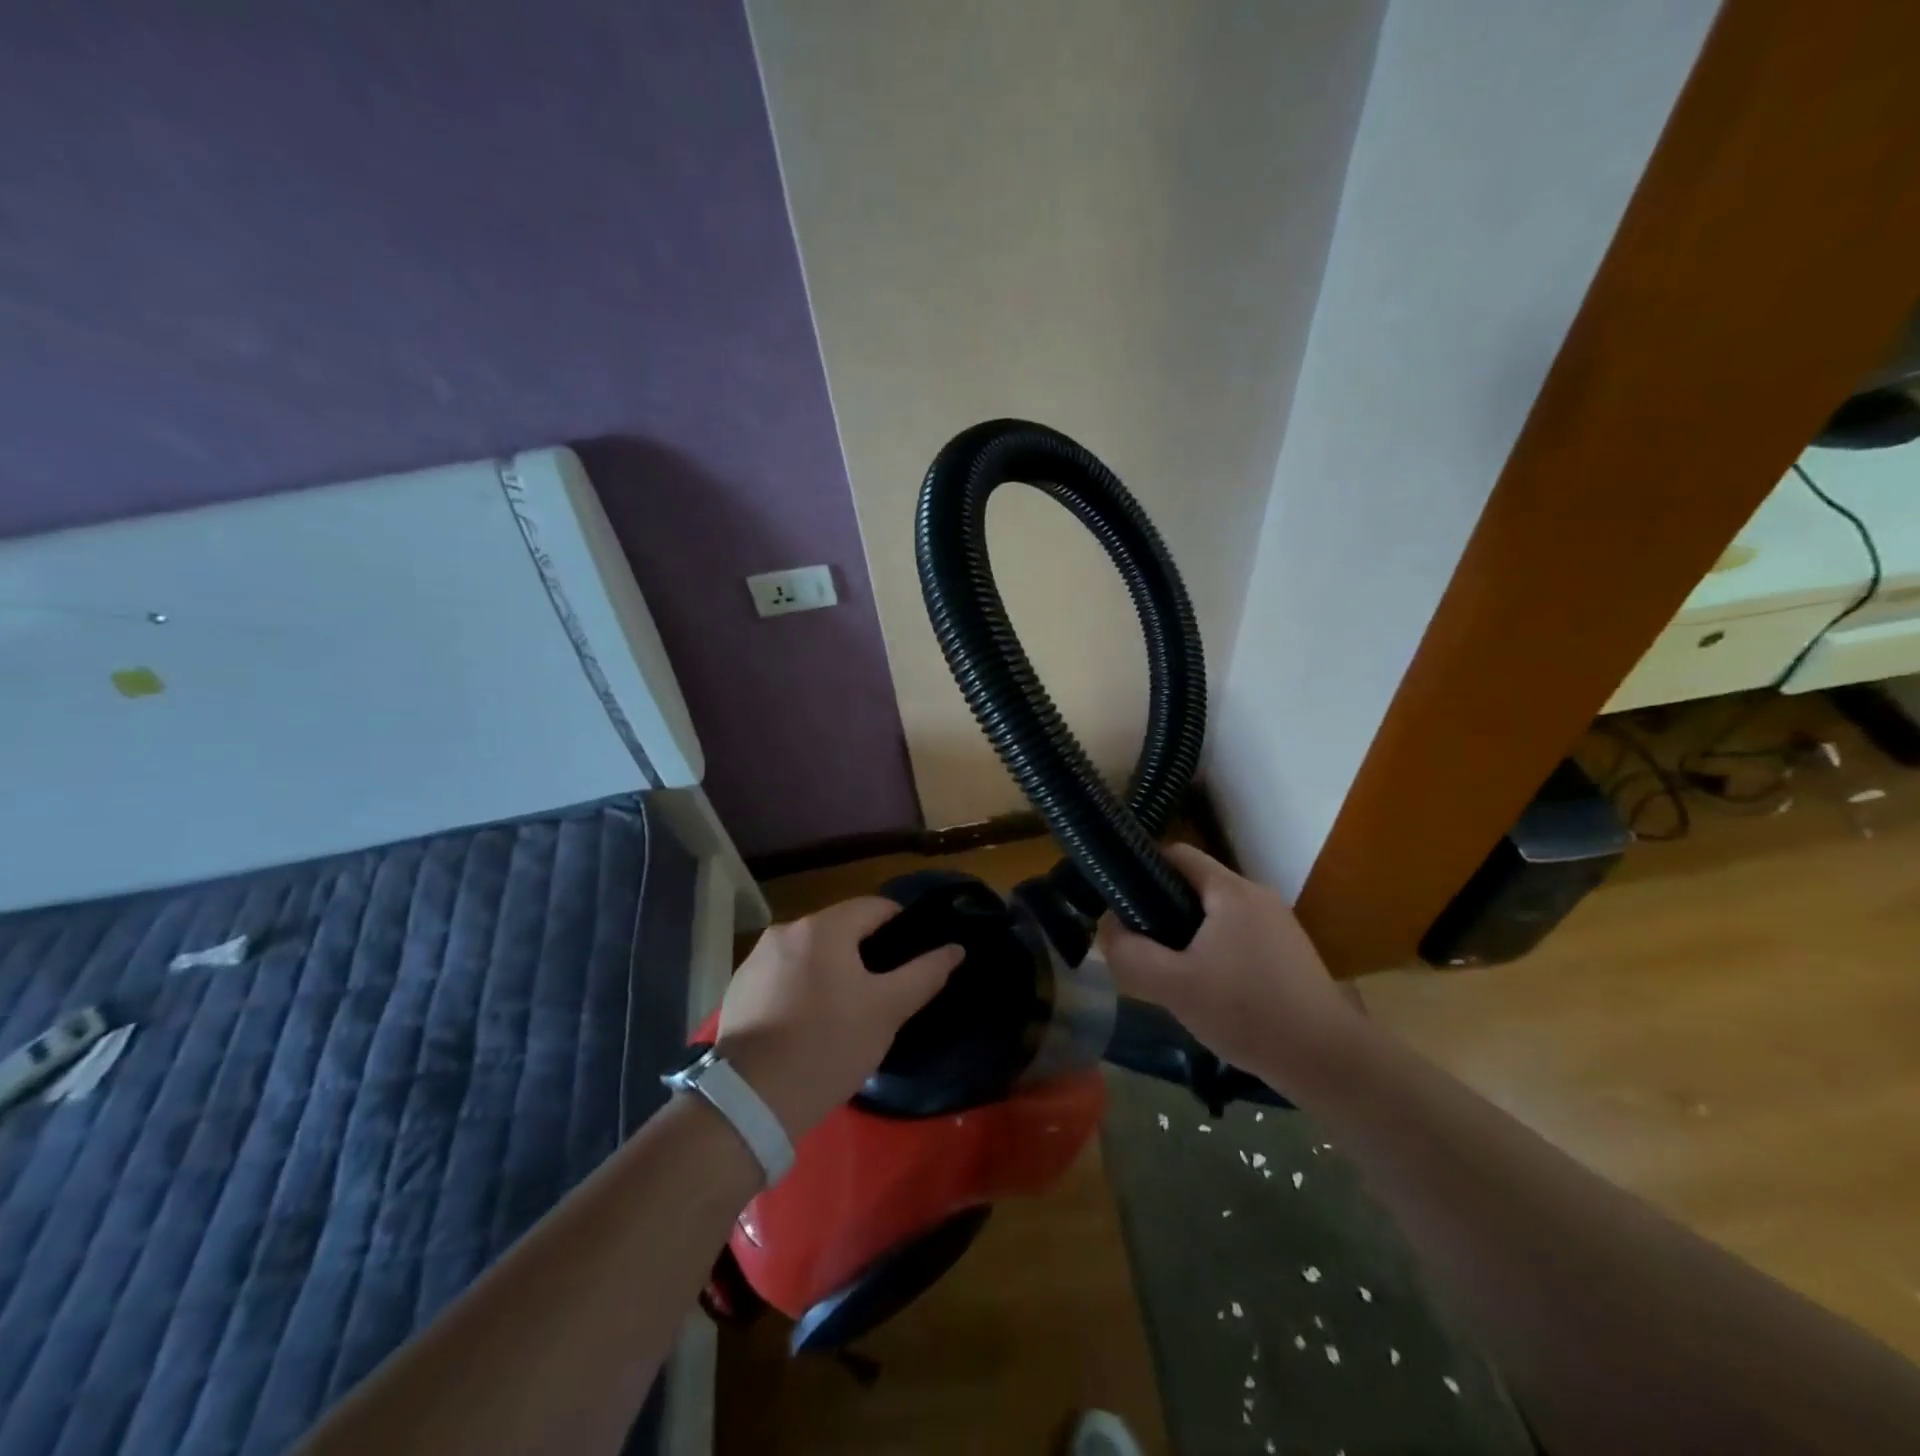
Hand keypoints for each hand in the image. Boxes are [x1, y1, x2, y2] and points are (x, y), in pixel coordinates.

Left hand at [716, 897, 961, 1139]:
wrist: (752, 1099)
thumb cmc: (829, 1045)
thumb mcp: (887, 1010)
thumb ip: (924, 973)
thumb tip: (955, 948)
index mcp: (823, 927)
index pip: (875, 907)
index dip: (902, 927)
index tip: (914, 957)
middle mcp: (785, 930)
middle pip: (840, 928)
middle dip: (865, 951)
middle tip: (884, 990)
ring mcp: (756, 959)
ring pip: (810, 953)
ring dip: (831, 969)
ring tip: (846, 1009)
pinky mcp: (739, 988)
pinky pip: (783, 975)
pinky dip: (801, 986)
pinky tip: (807, 1022)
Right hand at [1095, 844, 1362, 1087]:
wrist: (1327, 1061)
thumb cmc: (1247, 1013)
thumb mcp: (1173, 986)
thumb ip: (1130, 953)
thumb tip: (1107, 926)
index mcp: (1231, 891)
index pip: (1177, 854)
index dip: (1142, 869)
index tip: (1121, 902)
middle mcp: (1258, 896)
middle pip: (1195, 886)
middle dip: (1163, 910)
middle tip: (1143, 947)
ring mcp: (1279, 924)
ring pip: (1217, 915)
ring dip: (1189, 935)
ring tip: (1173, 974)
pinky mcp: (1291, 953)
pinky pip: (1239, 937)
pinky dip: (1216, 952)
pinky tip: (1211, 992)